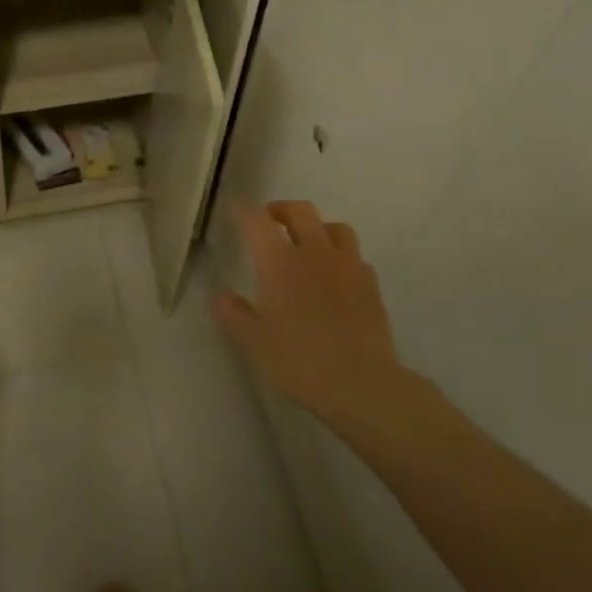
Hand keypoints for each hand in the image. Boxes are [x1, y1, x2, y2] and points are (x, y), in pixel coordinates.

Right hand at [213, 202, 408, 437]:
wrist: (360, 382)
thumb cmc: (297, 360)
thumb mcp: (252, 341)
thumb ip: (233, 313)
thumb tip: (220, 295)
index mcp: (279, 262)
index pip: (258, 221)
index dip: (244, 212)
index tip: (235, 212)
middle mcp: (314, 253)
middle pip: (301, 211)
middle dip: (281, 209)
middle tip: (269, 221)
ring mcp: (348, 265)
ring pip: (335, 227)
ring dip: (317, 228)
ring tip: (307, 244)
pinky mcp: (371, 284)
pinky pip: (355, 256)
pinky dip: (341, 256)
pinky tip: (335, 275)